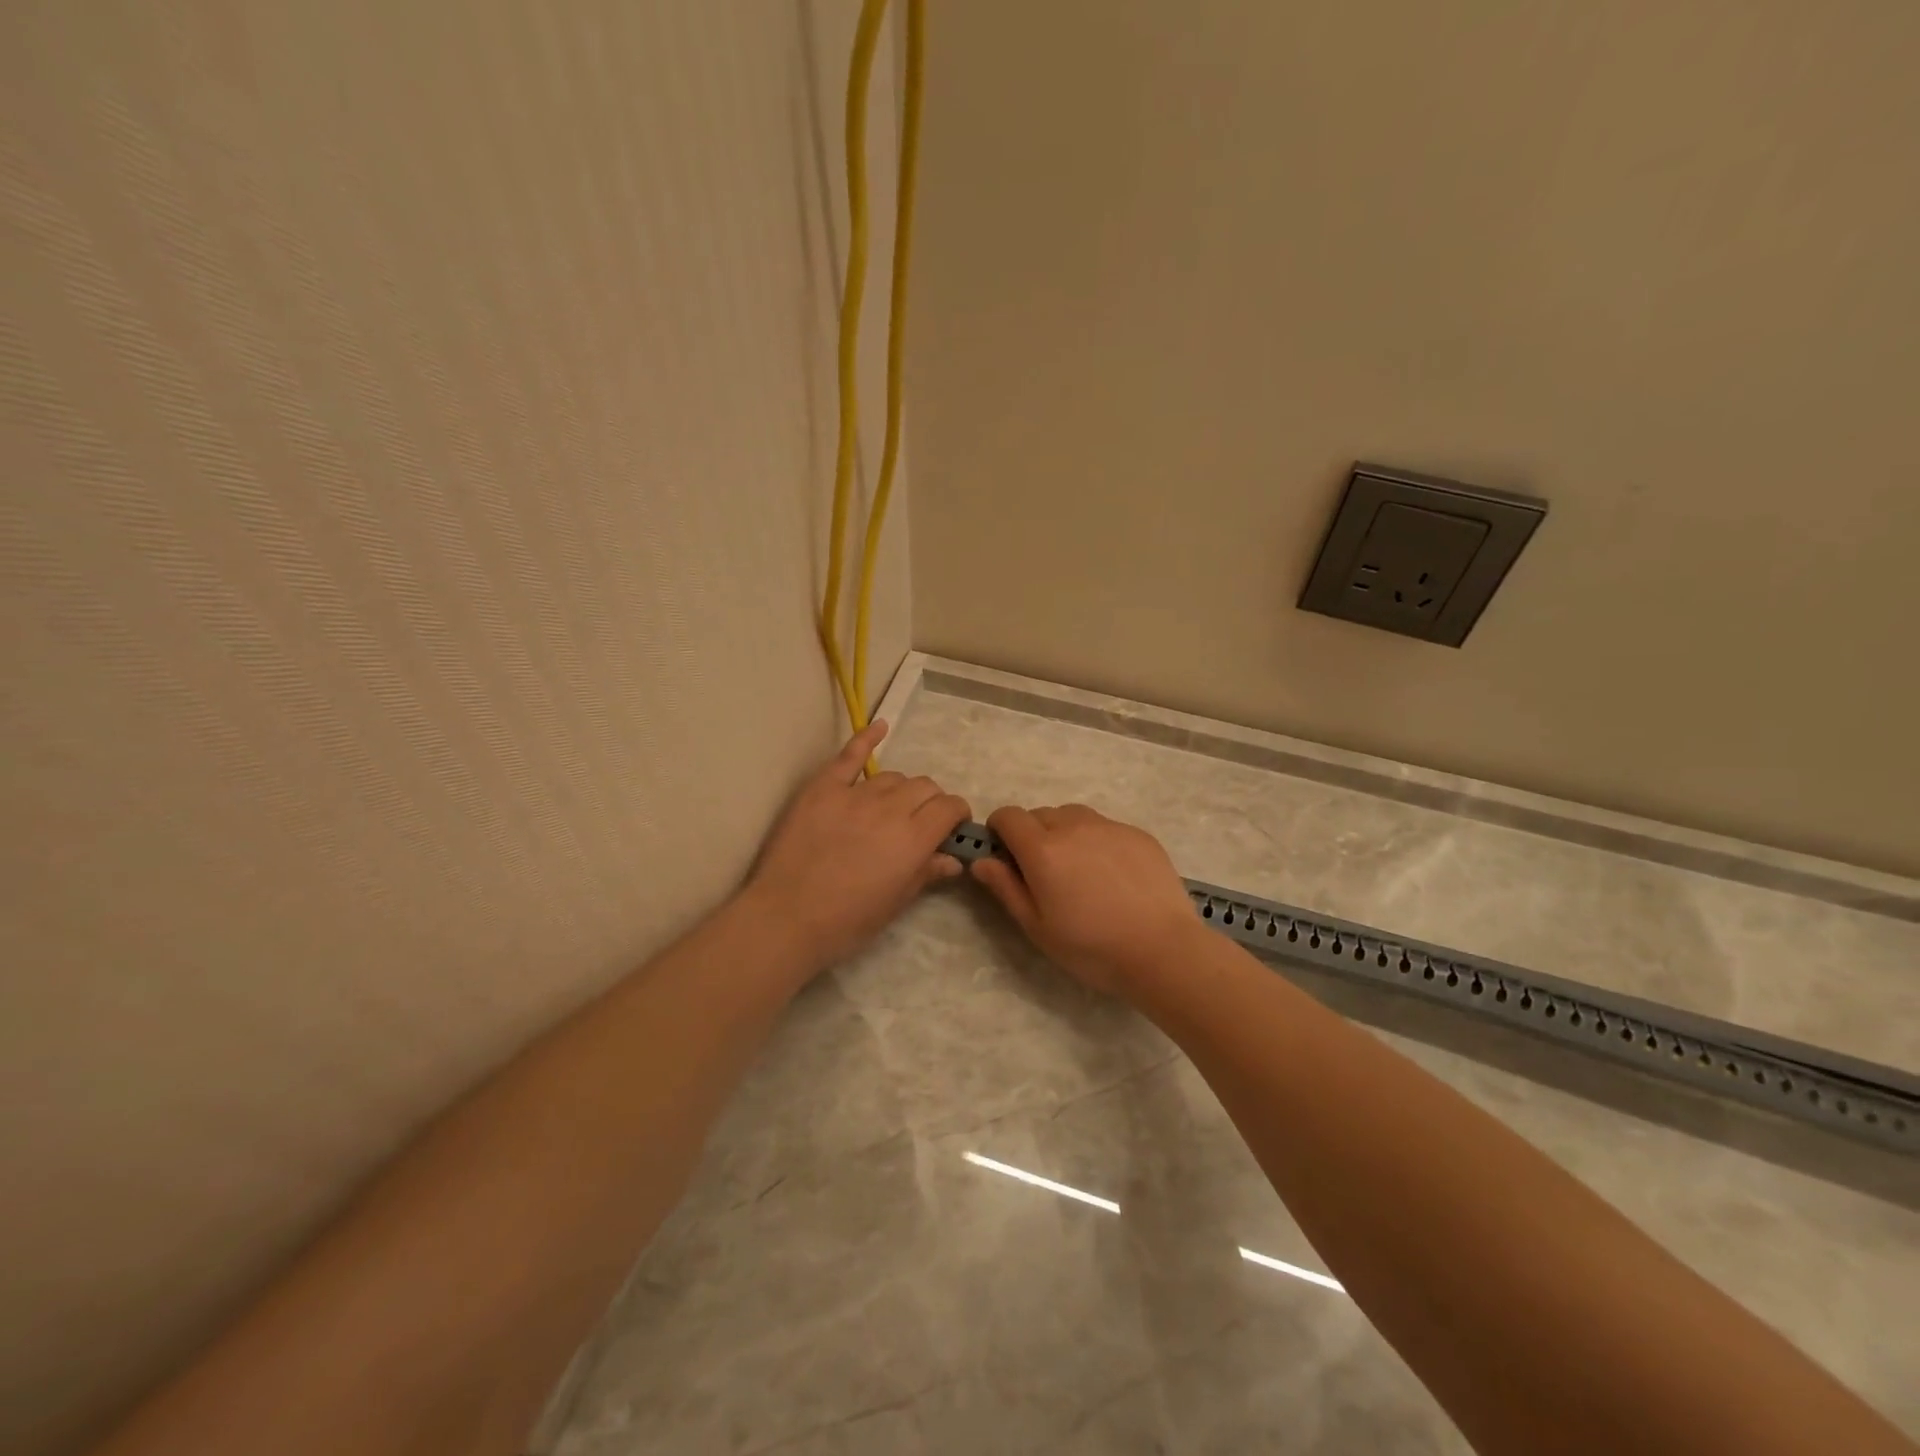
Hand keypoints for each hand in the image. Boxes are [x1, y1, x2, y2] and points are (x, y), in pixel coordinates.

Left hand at [745, 720, 971, 975]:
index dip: (957, 814)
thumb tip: (954, 859)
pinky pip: (849, 756)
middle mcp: (890, 808)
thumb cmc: (847, 921)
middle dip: (932, 802)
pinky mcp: (823, 788)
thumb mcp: (896, 903)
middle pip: (925, 787)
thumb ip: (927, 873)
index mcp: (914, 838)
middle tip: (922, 822)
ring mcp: (855, 794)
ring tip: (893, 807)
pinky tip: (880, 726)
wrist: (786, 917)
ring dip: (902, 789)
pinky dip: (867, 739)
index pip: (950, 807)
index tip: (953, 828)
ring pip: (893, 776)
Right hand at [969, 803, 1202, 994]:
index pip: (1008, 815)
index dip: (1000, 829)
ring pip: (1074, 816)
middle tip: (1044, 872)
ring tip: (1079, 870)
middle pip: (1041, 814)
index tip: (1005, 854)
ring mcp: (1109, 826)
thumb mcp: (1037, 927)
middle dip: (1032, 834)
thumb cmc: (1092, 947)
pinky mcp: (1138, 834)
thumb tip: (981, 860)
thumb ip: (1006, 888)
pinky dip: (1097, 841)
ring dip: (1065, 833)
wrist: (1163, 950)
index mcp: (1042, 848)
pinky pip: (1105, 827)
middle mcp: (1073, 826)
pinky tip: (1112, 875)